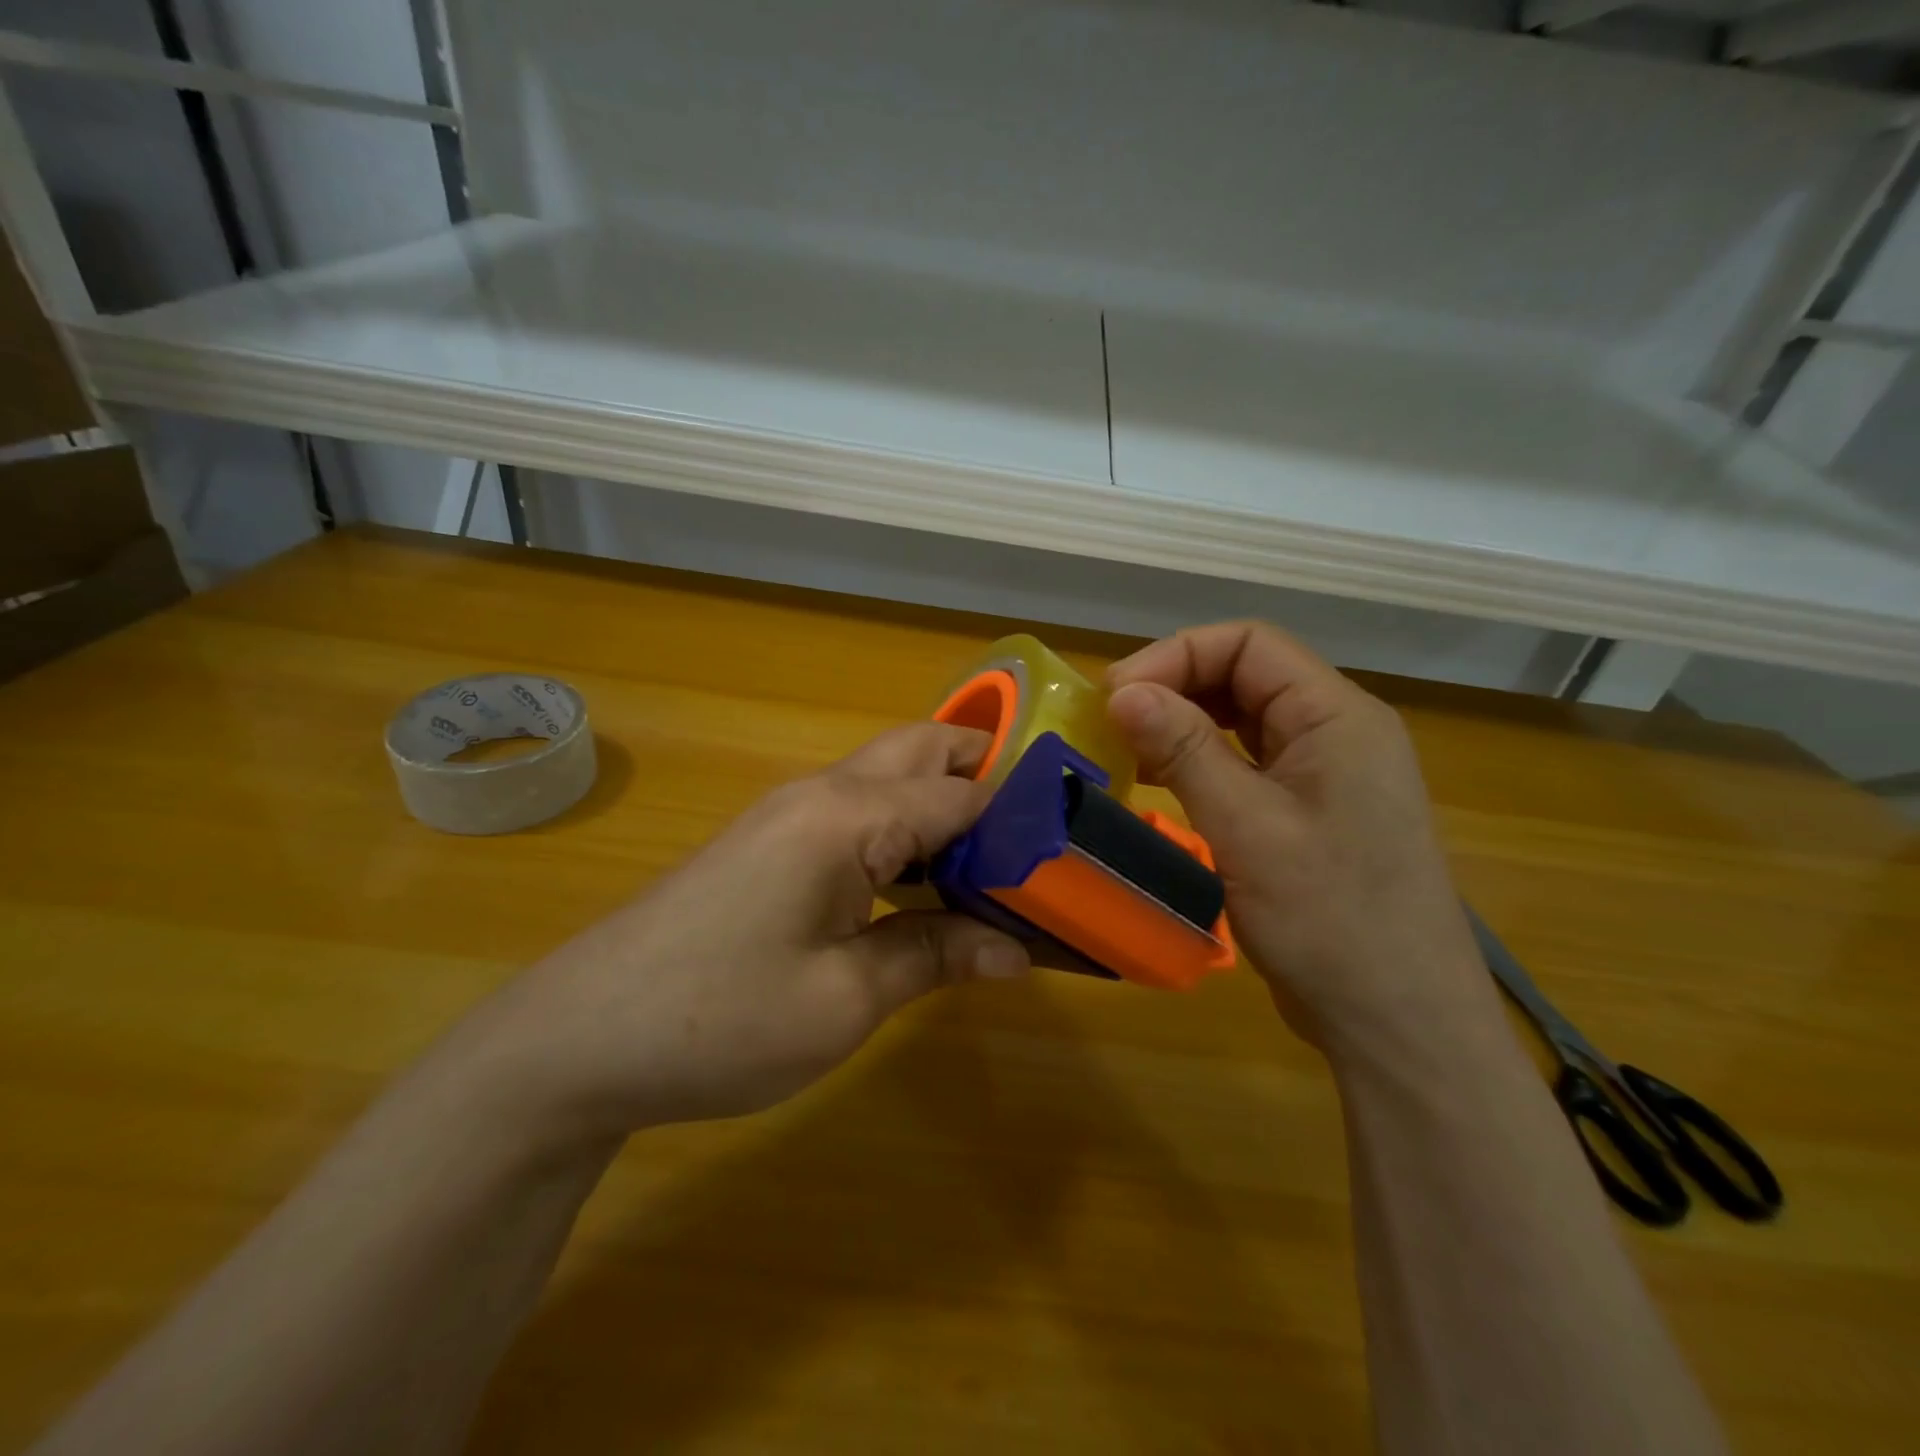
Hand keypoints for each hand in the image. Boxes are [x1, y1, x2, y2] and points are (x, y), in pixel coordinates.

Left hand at [456, 723, 1029, 1137]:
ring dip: (946, 807)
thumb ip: (935, 955)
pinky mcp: (770, 844)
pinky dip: (906, 835)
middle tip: (1037, 842)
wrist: (578, 1039)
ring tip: (997, 866)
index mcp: (846, 816)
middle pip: (923, 753)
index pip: (962, 793)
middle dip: (987, 780)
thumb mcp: (844, 1000)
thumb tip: (1017, 950)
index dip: (1022, 822)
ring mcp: (790, 815)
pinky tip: (924, 888)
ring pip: (890, 779)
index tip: (1073, 857)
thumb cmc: (719, 1020)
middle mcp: (822, 795)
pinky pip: (859, 815)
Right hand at [1105, 622, 1490, 1047]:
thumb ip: (1184, 750)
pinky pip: (1249, 761)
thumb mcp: (1246, 828)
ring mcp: (1326, 773)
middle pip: (1246, 674)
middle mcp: (1336, 731)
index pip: (1249, 644)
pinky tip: (1164, 783)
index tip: (1116, 695)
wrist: (1398, 1022)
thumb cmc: (1329, 919)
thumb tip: (1121, 691)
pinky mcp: (1310, 811)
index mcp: (1337, 716)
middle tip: (1113, 722)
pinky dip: (1201, 760)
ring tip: (1130, 751)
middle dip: (1175, 686)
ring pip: (1244, 718)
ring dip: (1184, 723)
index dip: (1176, 655)